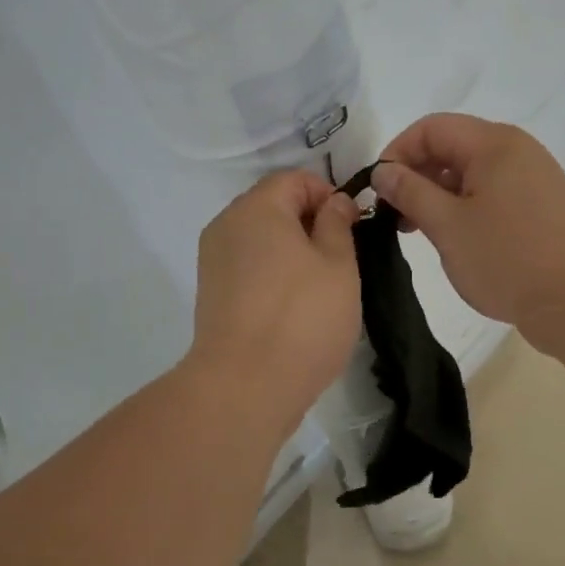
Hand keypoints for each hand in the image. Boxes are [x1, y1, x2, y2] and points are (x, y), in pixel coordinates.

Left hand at [188, 171, 361, 424]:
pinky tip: (293, 306)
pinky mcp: (211, 293)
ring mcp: (213, 261)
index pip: (295, 179)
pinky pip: (247, 266)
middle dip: (309, 222)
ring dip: (291, 250)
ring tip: (320, 286)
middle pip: (273, 206)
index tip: (353, 227)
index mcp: (256, 208)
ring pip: (260, 239)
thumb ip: (337, 224)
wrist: (244, 386)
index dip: (328, 195)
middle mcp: (226, 225)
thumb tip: (333, 203)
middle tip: (341, 258)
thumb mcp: (338, 265)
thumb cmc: (302, 318)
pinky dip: (272, 273)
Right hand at [372, 114, 564, 357]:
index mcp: (494, 143)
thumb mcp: (447, 225)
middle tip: (394, 215)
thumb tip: (383, 171)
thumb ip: (410, 192)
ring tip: (417, 230)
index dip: (397, 152)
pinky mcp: (538, 205)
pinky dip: (462, 206)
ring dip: (437, 194)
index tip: (379, 190)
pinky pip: (490, 192)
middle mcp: (515, 150)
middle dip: (416, 174)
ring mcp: (531, 178)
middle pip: (452, 146)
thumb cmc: (508, 258)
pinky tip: (451, 236)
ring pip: (470, 172)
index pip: (431, 128)